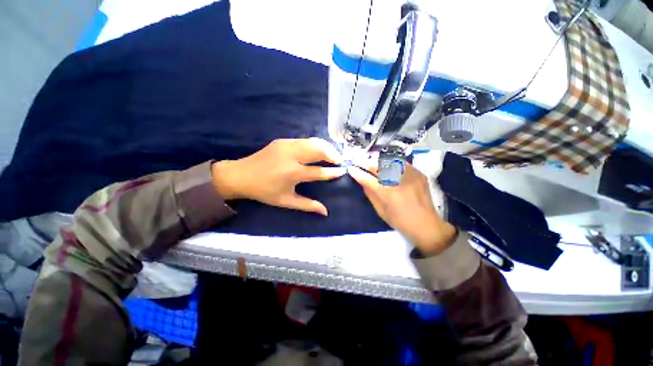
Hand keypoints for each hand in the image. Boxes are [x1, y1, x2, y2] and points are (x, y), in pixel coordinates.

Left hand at [211, 138, 345, 215]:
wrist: (240, 175)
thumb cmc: (264, 191)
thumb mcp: (286, 201)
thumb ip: (307, 205)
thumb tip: (325, 212)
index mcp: (292, 173)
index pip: (319, 171)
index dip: (332, 172)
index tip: (343, 171)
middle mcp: (291, 156)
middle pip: (318, 150)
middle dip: (332, 154)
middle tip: (339, 161)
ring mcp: (286, 145)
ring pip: (312, 142)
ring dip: (325, 147)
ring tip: (331, 154)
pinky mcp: (282, 140)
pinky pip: (304, 140)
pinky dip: (314, 144)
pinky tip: (317, 150)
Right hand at [348, 161, 456, 254]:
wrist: (427, 225)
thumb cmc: (400, 222)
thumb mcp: (381, 211)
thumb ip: (370, 194)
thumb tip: (362, 181)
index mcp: (389, 194)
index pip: (369, 179)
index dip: (358, 173)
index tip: (350, 168)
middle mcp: (400, 181)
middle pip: (379, 166)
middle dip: (365, 162)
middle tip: (358, 161)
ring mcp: (411, 175)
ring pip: (390, 161)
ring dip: (377, 161)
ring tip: (370, 162)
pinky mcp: (419, 173)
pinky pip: (401, 163)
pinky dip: (391, 163)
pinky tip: (386, 165)